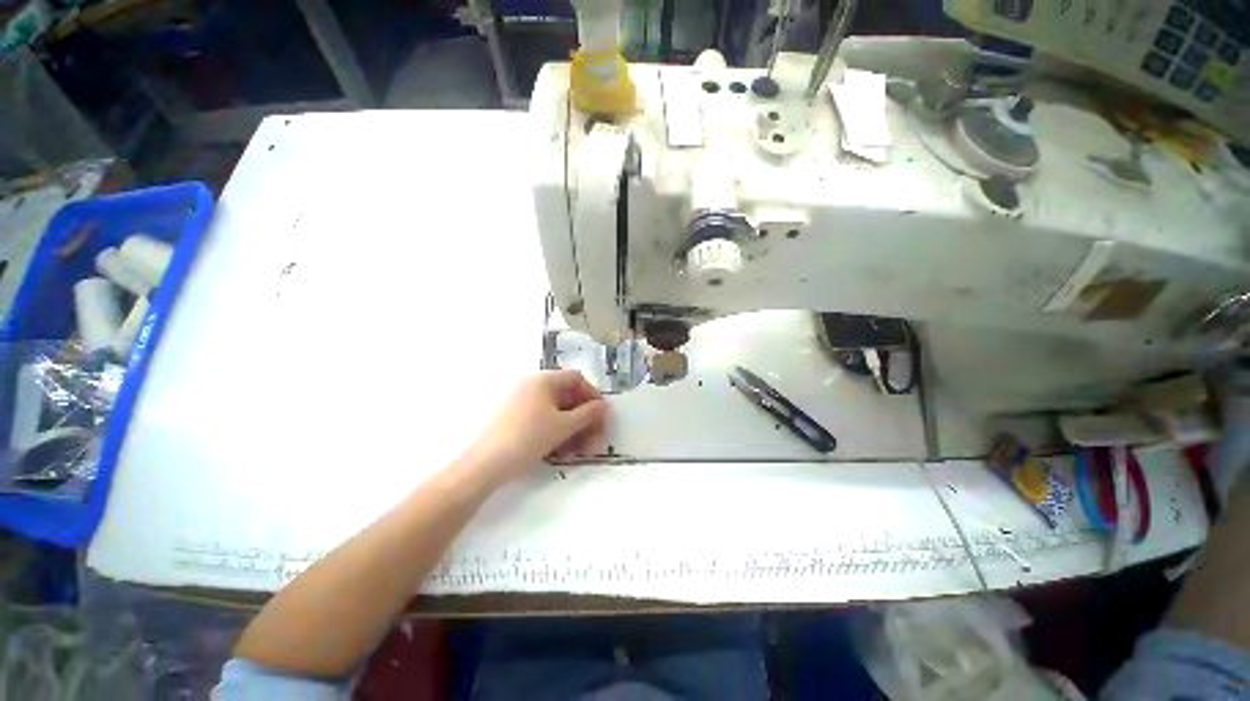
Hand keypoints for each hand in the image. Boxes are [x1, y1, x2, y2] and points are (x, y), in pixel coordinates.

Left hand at [464, 370, 608, 481]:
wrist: (485, 465)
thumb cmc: (528, 438)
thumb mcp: (564, 426)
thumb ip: (589, 414)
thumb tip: (605, 406)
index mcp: (544, 380)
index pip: (577, 379)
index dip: (593, 396)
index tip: (602, 416)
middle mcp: (533, 386)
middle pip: (569, 397)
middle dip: (585, 418)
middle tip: (595, 440)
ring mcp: (524, 403)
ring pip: (558, 412)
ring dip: (574, 429)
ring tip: (580, 451)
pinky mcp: (517, 419)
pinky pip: (545, 420)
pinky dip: (558, 433)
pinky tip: (563, 452)